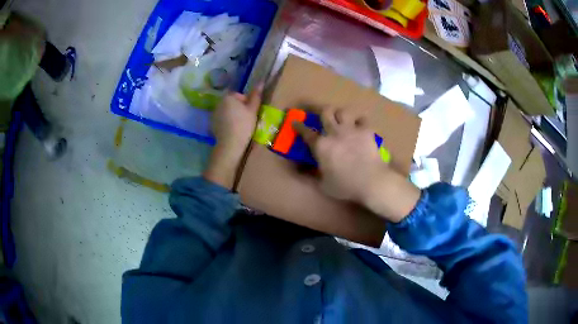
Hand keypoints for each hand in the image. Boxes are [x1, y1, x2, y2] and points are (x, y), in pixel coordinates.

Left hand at [203, 84, 262, 188]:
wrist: (230, 144)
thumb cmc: (244, 125)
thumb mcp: (253, 109)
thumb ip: (256, 95)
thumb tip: (261, 81)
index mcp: (228, 97)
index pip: (240, 96)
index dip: (247, 104)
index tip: (250, 114)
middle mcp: (219, 103)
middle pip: (233, 103)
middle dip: (239, 109)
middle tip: (246, 120)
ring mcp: (214, 114)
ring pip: (227, 111)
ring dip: (233, 116)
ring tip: (239, 126)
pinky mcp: (212, 124)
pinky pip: (222, 120)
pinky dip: (227, 123)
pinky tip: (232, 131)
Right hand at [294, 108, 419, 222]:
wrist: (371, 181)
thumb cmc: (345, 185)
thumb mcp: (323, 185)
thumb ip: (311, 175)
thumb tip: (300, 171)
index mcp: (321, 145)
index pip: (306, 132)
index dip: (299, 126)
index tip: (295, 122)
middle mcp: (334, 132)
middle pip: (326, 112)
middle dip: (322, 112)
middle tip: (323, 117)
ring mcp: (351, 129)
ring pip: (343, 111)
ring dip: (341, 114)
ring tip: (342, 120)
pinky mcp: (366, 131)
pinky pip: (362, 119)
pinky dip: (360, 121)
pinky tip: (360, 126)